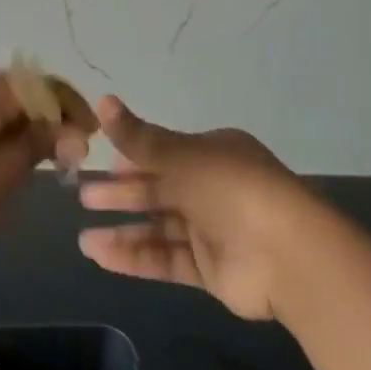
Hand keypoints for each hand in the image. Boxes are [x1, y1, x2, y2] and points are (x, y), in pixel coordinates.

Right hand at [78, 97, 311, 320]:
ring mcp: (214, 231)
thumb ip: (138, 138)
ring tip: (83, 239)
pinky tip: (101, 256)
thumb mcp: (180, 156)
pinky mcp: (212, 269)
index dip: (133, 158)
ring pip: (160, 228)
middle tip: (84, 197)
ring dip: (123, 231)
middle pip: (159, 190)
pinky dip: (136, 257)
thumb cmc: (231, 189)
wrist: (287, 255)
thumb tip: (102, 100)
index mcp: (213, 154)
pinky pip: (167, 259)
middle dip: (122, 194)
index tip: (101, 164)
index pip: (166, 153)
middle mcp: (214, 188)